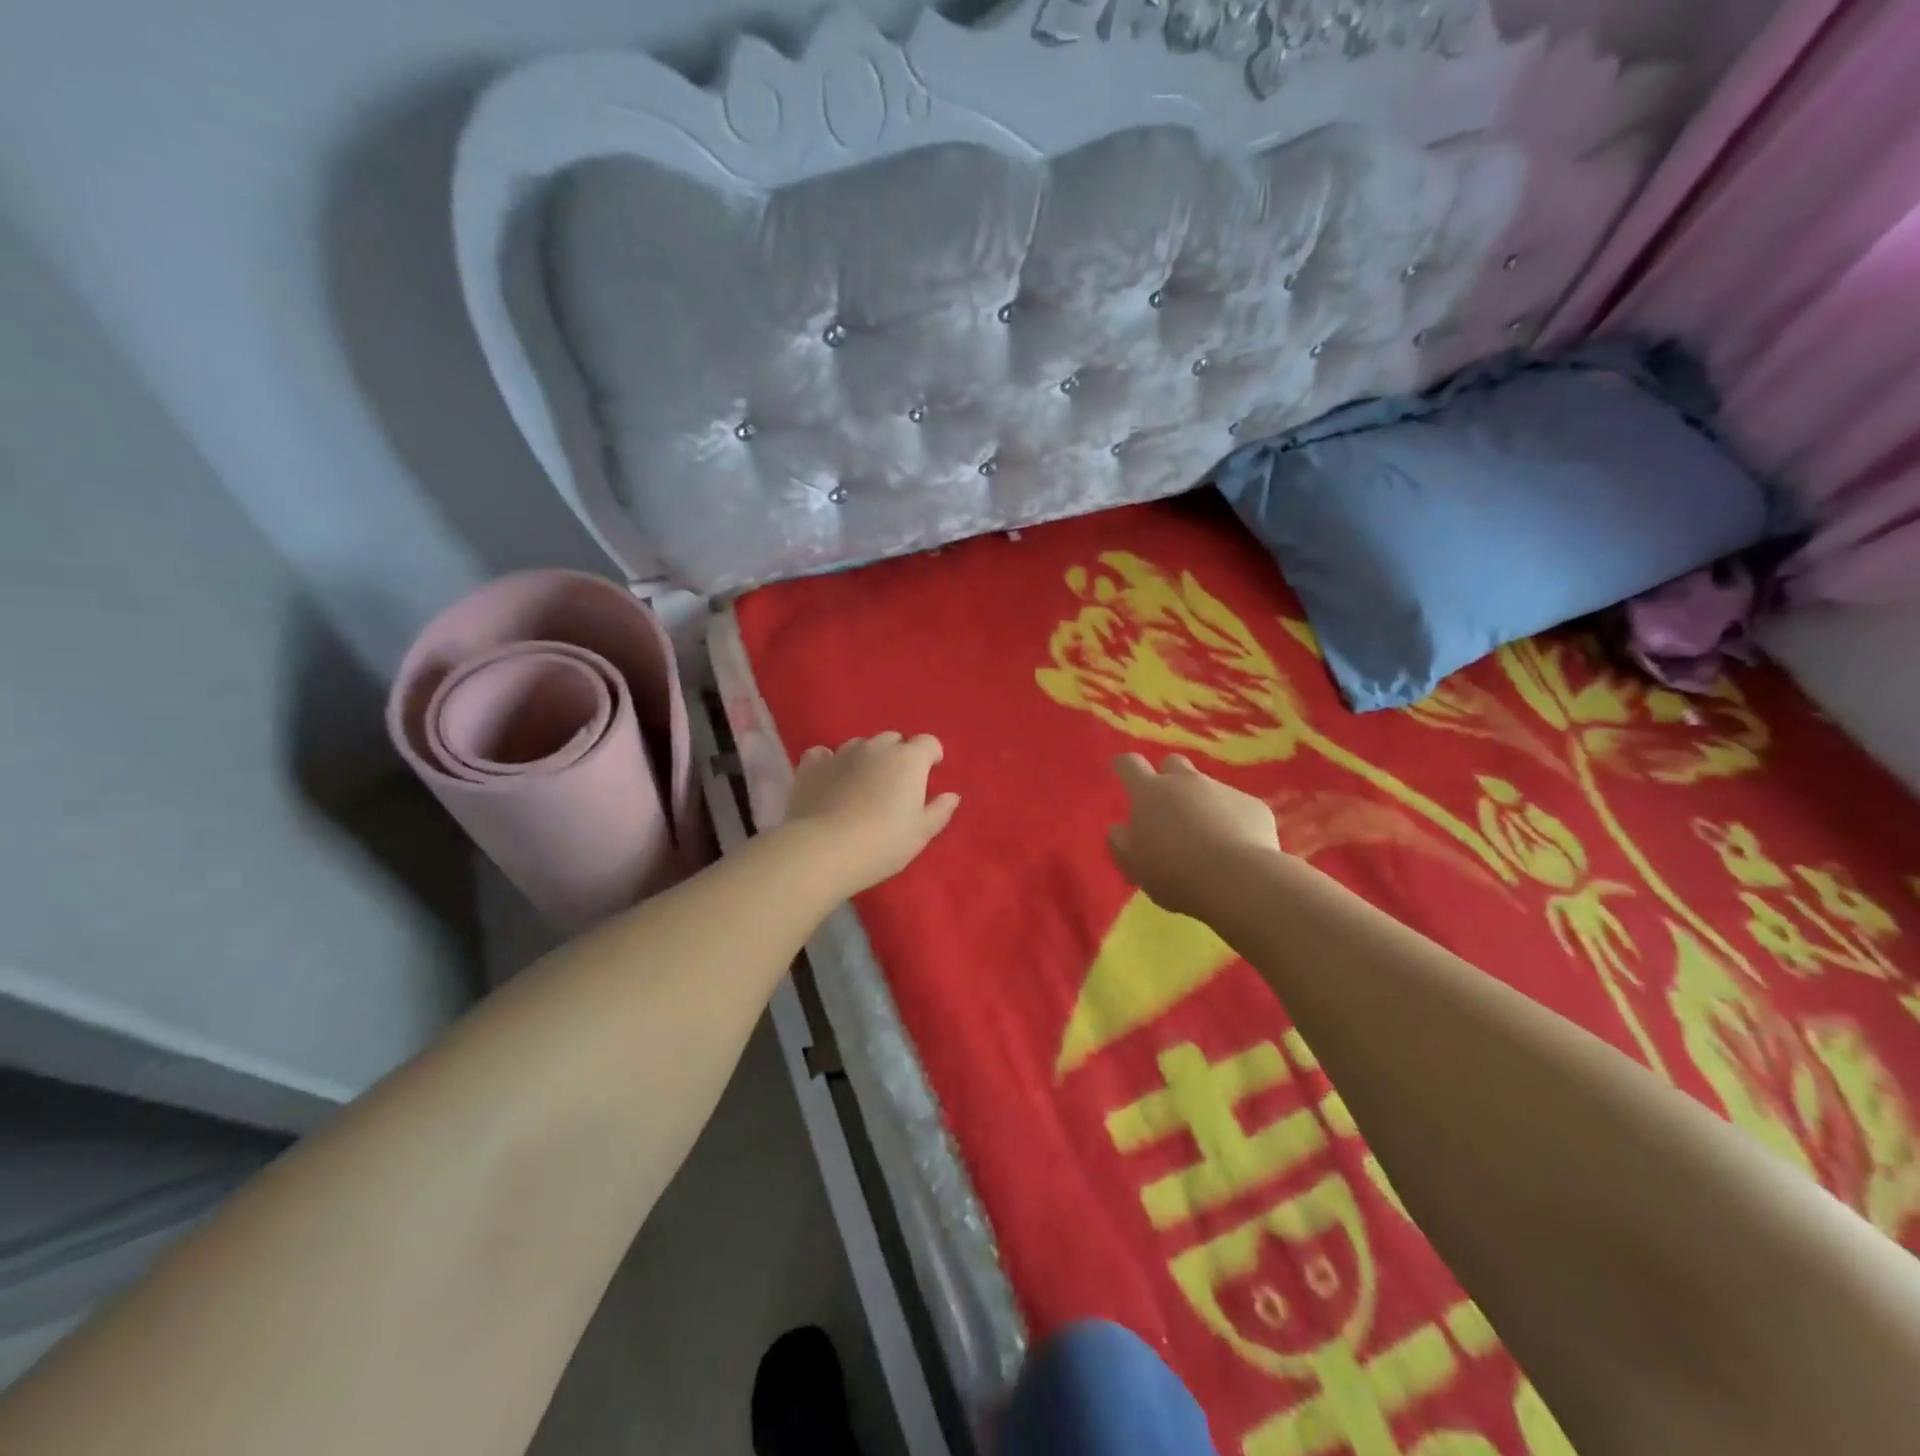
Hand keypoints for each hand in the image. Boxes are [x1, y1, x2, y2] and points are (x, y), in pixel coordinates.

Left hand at [782, 733, 959, 896]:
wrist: (823, 851)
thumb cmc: (882, 843)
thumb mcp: (920, 834)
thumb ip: (939, 811)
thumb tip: (951, 795)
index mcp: (908, 760)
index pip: (928, 743)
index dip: (931, 756)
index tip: (929, 774)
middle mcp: (876, 748)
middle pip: (893, 740)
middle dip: (898, 756)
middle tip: (896, 786)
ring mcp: (841, 753)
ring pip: (860, 745)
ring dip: (866, 759)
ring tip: (862, 787)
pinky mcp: (812, 765)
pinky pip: (824, 754)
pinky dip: (830, 763)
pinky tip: (830, 781)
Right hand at [1108, 753, 1279, 918]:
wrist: (1238, 880)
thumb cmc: (1174, 872)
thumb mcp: (1133, 864)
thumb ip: (1120, 842)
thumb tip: (1120, 829)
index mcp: (1149, 793)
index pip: (1129, 764)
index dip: (1123, 765)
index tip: (1120, 769)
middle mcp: (1186, 782)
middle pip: (1172, 763)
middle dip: (1167, 777)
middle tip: (1166, 806)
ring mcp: (1223, 790)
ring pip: (1206, 787)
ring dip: (1200, 803)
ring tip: (1204, 836)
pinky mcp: (1254, 805)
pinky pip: (1237, 807)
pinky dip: (1231, 821)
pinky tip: (1234, 848)